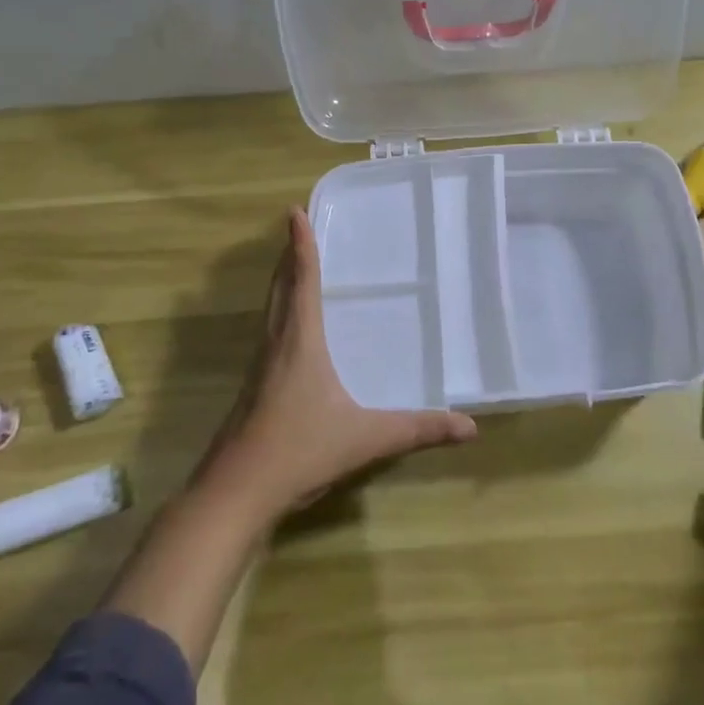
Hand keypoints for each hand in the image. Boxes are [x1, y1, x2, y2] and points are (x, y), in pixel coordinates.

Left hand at [197, 207, 477, 523]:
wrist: (234, 492)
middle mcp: (275, 344)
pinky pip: (268, 332)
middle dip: (289, 256)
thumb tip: (470, 427)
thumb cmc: (298, 452)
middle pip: (280, 288)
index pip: (302, 281)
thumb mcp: (365, 439)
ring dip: (281, 282)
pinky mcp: (253, 387)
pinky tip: (289, 329)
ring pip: (270, 310)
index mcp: (299, 342)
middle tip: (296, 229)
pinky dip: (278, 311)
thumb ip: (417, 430)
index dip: (301, 245)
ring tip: (293, 265)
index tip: (294, 212)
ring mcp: (260, 366)